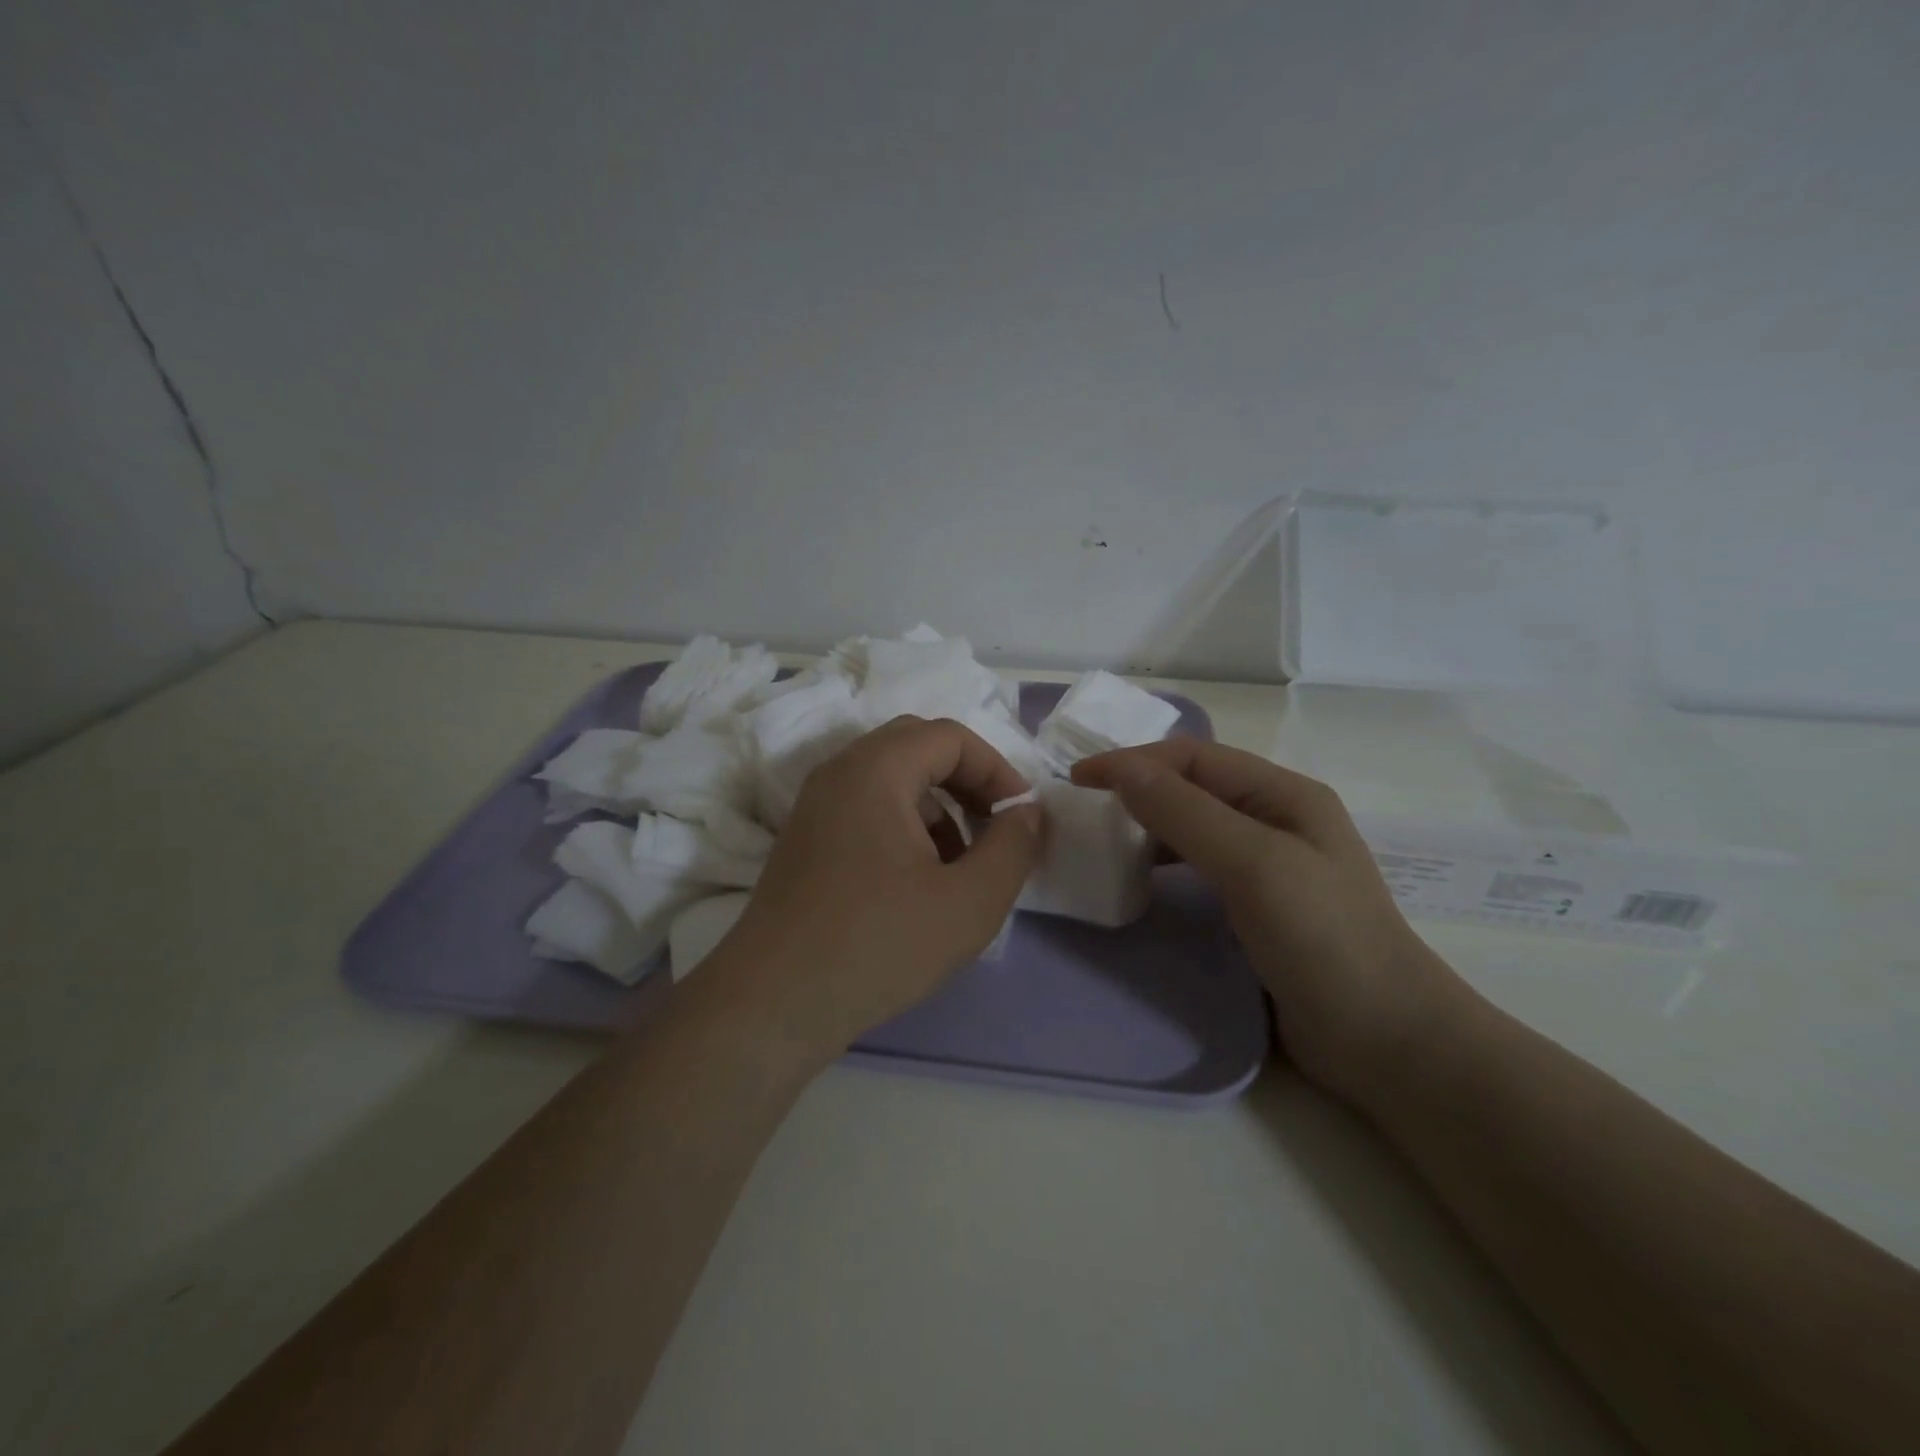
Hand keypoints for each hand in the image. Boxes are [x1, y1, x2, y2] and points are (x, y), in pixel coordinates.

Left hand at [703, 716, 1043, 1067]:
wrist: (773, 1003)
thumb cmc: (878, 944)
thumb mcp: (969, 901)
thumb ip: (1013, 847)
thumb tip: (1026, 813)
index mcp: (875, 770)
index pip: (950, 737)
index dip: (997, 769)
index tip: (1021, 817)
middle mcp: (839, 773)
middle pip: (918, 748)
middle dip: (967, 783)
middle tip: (995, 828)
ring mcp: (816, 806)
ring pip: (892, 781)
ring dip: (938, 808)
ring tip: (960, 867)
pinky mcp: (806, 840)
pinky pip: (867, 809)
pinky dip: (905, 828)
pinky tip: (918, 885)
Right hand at [1073, 739, 1469, 1104]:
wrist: (1385, 1040)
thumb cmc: (1323, 939)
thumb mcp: (1252, 864)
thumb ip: (1185, 812)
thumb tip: (1120, 768)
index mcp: (1283, 794)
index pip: (1193, 757)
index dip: (1133, 761)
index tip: (1078, 780)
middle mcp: (1275, 819)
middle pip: (1192, 786)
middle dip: (1137, 788)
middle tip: (1083, 811)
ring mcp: (1267, 865)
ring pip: (1192, 826)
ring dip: (1147, 824)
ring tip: (1102, 840)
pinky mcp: (1256, 907)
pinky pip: (1197, 866)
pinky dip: (1162, 862)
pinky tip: (1141, 880)